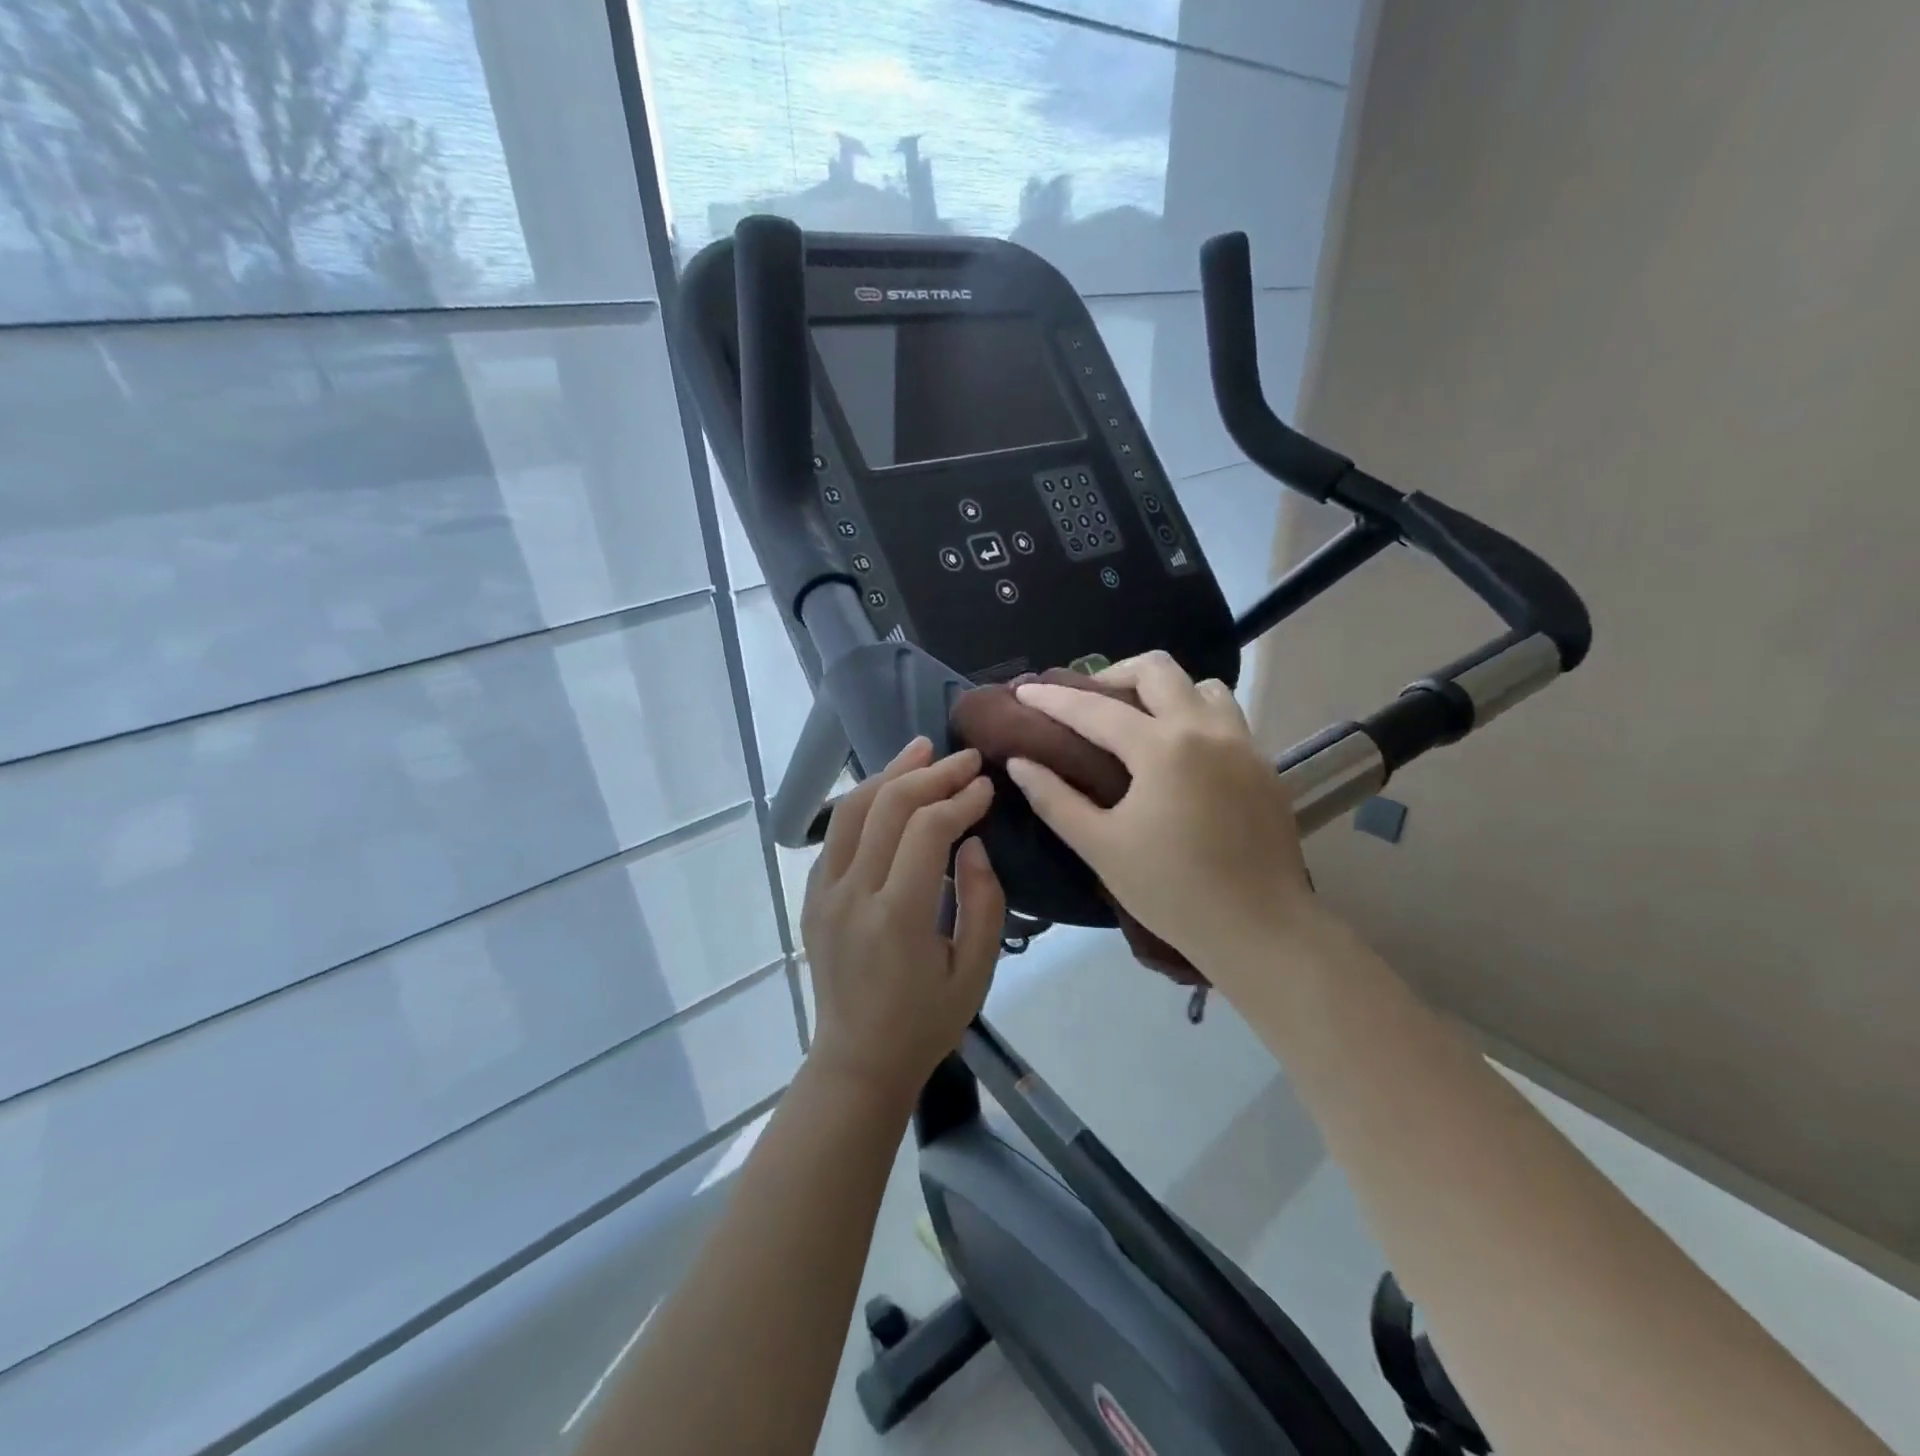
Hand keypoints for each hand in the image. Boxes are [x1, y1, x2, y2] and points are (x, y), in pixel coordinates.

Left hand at [801, 738, 1005, 1104]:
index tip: (987, 787)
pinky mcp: (812, 895)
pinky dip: (866, 801)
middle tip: (967, 759)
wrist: (858, 1061)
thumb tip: (973, 841)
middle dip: (932, 774)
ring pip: (853, 810)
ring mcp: (823, 892)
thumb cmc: (925, 1023)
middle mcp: (851, 895)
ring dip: (891, 773)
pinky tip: (890, 788)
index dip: (961, 799)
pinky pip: (837, 832)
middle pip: (888, 807)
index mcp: (897, 918)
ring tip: (923, 749)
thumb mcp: (976, 971)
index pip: (927, 831)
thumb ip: (983, 901)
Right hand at [1004, 652, 1319, 980]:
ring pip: (1200, 686)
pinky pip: (1225, 716)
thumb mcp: (1100, 847)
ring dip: (1163, 692)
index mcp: (1162, 748)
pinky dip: (1193, 716)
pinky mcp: (1263, 764)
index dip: (1053, 698)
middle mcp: (1206, 729)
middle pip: (1157, 669)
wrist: (1260, 930)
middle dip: (1113, 674)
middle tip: (1087, 703)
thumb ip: (1054, 798)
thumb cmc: (1171, 891)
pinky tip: (1178, 755)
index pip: (1095, 708)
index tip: (1024, 690)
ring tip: (1138, 723)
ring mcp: (1242, 743)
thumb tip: (1020, 762)